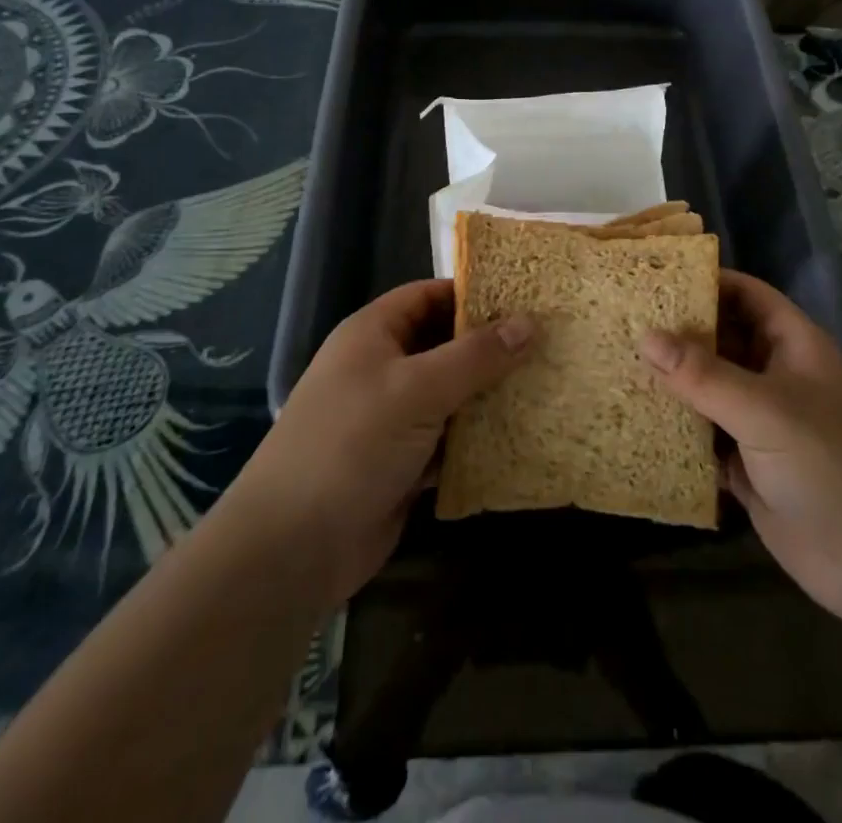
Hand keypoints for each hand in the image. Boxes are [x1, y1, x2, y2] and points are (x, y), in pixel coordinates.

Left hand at [235, 279, 534, 608]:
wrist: (293, 548)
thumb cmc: (352, 443)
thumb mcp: (418, 389)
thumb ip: (476, 355)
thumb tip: (531, 323)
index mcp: (373, 334)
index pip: (428, 295)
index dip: (472, 293)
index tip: (525, 297)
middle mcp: (382, 368)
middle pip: (444, 344)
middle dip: (491, 346)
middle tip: (547, 341)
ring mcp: (392, 418)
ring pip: (451, 393)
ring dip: (489, 394)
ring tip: (546, 382)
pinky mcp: (403, 462)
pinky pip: (450, 438)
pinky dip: (478, 437)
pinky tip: (522, 434)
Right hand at [640, 271, 841, 630]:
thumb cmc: (830, 465)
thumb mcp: (766, 410)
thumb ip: (703, 374)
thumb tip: (646, 336)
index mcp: (793, 346)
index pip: (747, 295)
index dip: (707, 282)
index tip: (654, 277)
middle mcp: (776, 376)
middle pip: (722, 340)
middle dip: (678, 333)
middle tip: (623, 321)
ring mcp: (762, 422)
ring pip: (709, 389)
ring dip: (673, 383)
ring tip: (617, 363)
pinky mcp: (748, 465)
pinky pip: (705, 435)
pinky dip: (677, 429)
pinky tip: (636, 421)